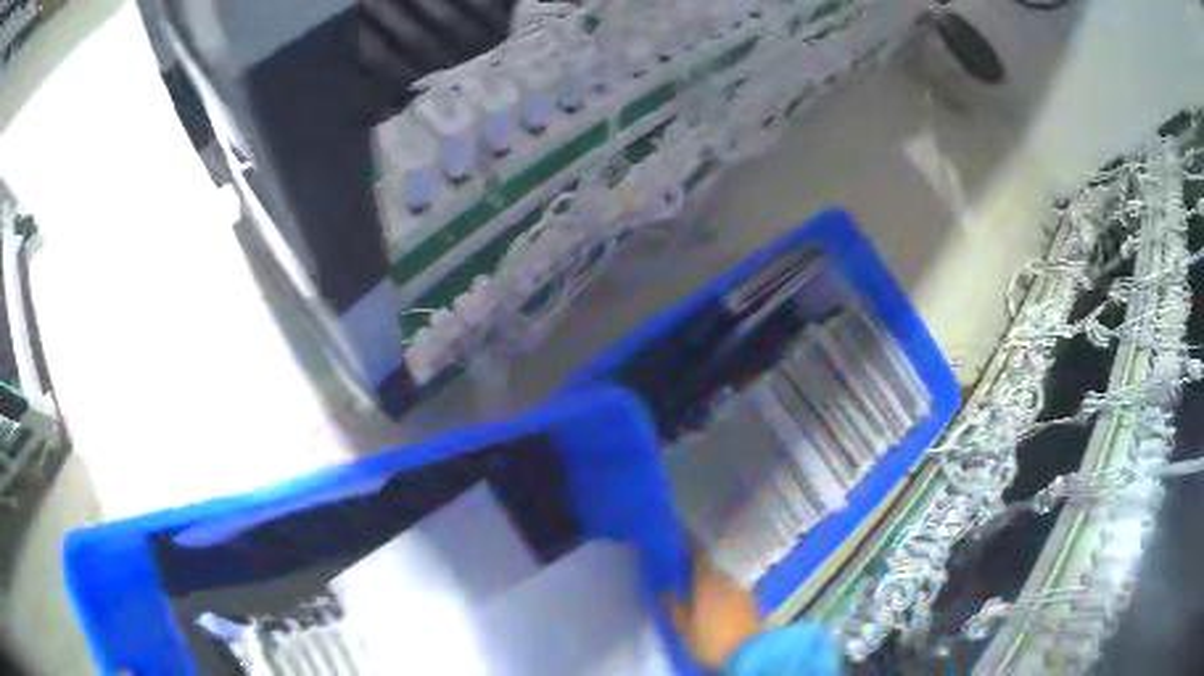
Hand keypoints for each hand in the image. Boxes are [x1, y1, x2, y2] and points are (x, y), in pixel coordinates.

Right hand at [665, 558, 759, 667]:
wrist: (748, 653)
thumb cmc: (709, 639)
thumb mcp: (683, 626)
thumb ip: (672, 605)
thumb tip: (664, 588)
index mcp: (706, 580)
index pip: (697, 556)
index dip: (688, 549)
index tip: (679, 544)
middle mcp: (726, 579)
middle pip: (711, 569)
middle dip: (700, 570)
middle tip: (686, 575)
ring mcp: (743, 590)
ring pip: (724, 581)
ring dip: (714, 584)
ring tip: (702, 593)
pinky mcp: (753, 603)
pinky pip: (734, 592)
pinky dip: (726, 595)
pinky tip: (720, 605)